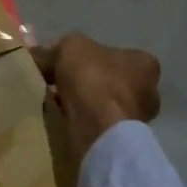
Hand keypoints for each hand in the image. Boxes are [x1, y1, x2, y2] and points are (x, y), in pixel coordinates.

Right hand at [33, 32, 160, 160]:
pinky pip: (96, 123)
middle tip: (58, 82)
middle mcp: (148, 91)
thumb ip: (57, 47)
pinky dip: (80, 120)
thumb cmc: (93, 79)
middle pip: (109, 80)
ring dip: (81, 102)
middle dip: (85, 81)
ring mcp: (136, 119)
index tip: (65, 62)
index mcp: (144, 63)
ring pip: (102, 103)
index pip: (115, 55)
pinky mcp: (120, 140)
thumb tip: (38, 51)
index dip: (87, 56)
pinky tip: (61, 117)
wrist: (97, 129)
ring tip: (55, 101)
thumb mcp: (70, 47)